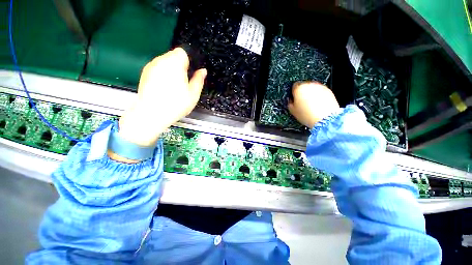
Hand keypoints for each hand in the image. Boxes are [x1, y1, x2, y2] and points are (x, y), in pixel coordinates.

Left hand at [118, 48, 206, 146]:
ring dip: (171, 71)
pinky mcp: (145, 74)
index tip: (189, 74)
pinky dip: (162, 75)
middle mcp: (161, 61)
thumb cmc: (175, 104)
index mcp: (175, 63)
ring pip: (165, 63)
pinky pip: (157, 69)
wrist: (151, 114)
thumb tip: (203, 71)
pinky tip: (164, 89)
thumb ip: (199, 80)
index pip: (182, 52)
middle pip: (173, 56)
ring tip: (173, 88)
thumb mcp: (193, 94)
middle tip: (183, 83)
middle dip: (180, 67)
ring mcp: (151, 67)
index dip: (188, 62)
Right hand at [288, 81, 339, 128]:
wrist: (324, 118)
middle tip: (302, 103)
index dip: (293, 93)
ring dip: (310, 94)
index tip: (294, 98)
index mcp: (299, 89)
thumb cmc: (308, 115)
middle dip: (302, 93)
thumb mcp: (293, 111)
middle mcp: (309, 85)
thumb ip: (290, 103)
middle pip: (303, 86)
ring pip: (312, 88)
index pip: (294, 86)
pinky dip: (318, 96)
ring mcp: (319, 87)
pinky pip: (320, 92)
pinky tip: (317, 105)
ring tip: (310, 105)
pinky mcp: (328, 90)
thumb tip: (291, 101)